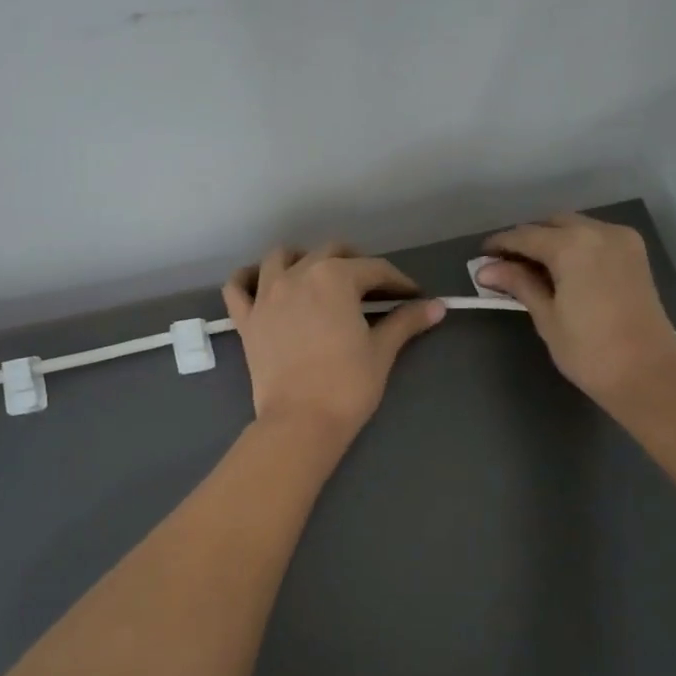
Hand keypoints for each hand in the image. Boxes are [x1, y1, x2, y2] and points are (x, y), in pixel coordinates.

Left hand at [223, 244, 445, 443]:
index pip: (375, 270)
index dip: (398, 282)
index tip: (413, 297)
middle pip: (331, 253)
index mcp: (335, 278)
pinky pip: (238, 286)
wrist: (300, 422)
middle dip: (356, 264)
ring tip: (318, 276)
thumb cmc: (347, 385)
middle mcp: (298, 274)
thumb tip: (437, 307)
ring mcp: (266, 295)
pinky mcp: (246, 319)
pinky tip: (263, 284)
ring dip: (302, 258)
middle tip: (374, 289)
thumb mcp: (382, 351)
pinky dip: (249, 278)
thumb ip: (406, 322)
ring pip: (281, 257)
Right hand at [477, 214, 675, 407]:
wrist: (647, 375)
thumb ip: (519, 285)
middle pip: (552, 224)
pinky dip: (575, 245)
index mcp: (573, 245)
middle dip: (527, 239)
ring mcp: (623, 240)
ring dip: (551, 240)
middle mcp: (599, 231)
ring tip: (530, 267)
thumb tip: (486, 270)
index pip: (525, 236)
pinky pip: (596, 237)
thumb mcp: (547, 317)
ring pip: (576, 227)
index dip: (500, 244)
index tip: (480, 256)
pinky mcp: (636, 255)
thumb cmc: (589, 351)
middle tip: (504, 264)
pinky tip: (561, 268)